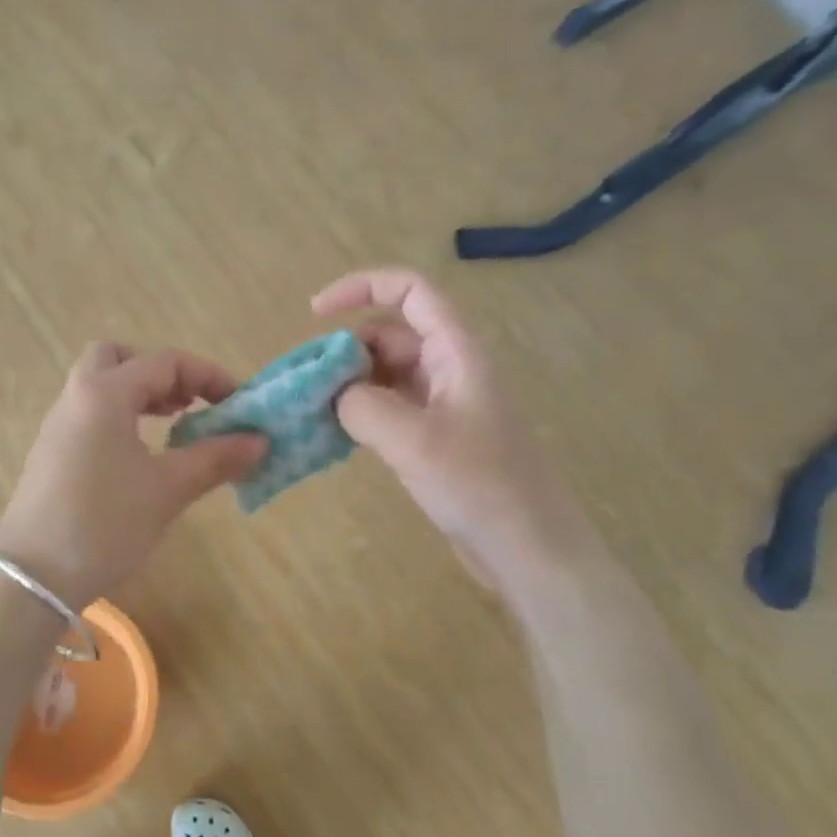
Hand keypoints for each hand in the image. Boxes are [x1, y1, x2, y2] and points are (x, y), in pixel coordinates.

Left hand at [0, 344, 266, 607]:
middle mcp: (76, 398)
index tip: (239, 404)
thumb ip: (215, 458)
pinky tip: (141, 457)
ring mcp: (58, 427)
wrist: (33, 579)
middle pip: (117, 358)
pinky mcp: (51, 455)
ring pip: (99, 386)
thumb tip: (260, 441)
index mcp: (103, 393)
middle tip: (188, 403)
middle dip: (160, 372)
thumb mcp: (167, 490)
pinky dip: (120, 417)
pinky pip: (89, 415)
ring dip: (139, 394)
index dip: (208, 376)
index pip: (164, 362)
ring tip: (173, 426)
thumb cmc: (105, 524)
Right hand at [313, 268, 581, 588]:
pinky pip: (392, 408)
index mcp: (456, 351)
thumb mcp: (412, 441)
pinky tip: (336, 435)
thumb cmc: (479, 485)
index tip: (314, 312)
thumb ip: (362, 406)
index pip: (410, 290)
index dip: (361, 287)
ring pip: (387, 374)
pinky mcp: (439, 437)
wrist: (530, 549)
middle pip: (391, 334)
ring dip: (350, 384)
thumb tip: (336, 395)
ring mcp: (446, 404)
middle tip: (306, 384)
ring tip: (313, 411)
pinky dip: (362, 413)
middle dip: (345, 349)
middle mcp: (451, 368)